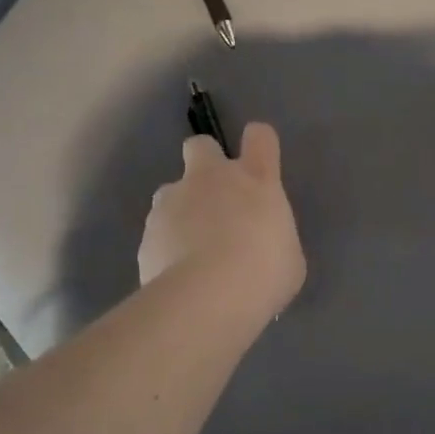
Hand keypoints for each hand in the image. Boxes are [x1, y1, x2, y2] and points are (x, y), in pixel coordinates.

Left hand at [139, 123, 305, 318]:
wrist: (207, 297)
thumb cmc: (264, 273)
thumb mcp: (288, 257)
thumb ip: (272, 238)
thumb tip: (263, 246)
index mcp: (255, 178)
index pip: (260, 136)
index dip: (259, 144)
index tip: (260, 163)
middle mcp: (211, 178)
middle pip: (201, 146)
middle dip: (205, 163)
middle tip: (215, 198)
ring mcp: (173, 201)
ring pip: (171, 191)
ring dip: (181, 210)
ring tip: (192, 249)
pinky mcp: (147, 231)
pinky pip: (158, 231)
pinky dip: (166, 246)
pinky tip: (177, 275)